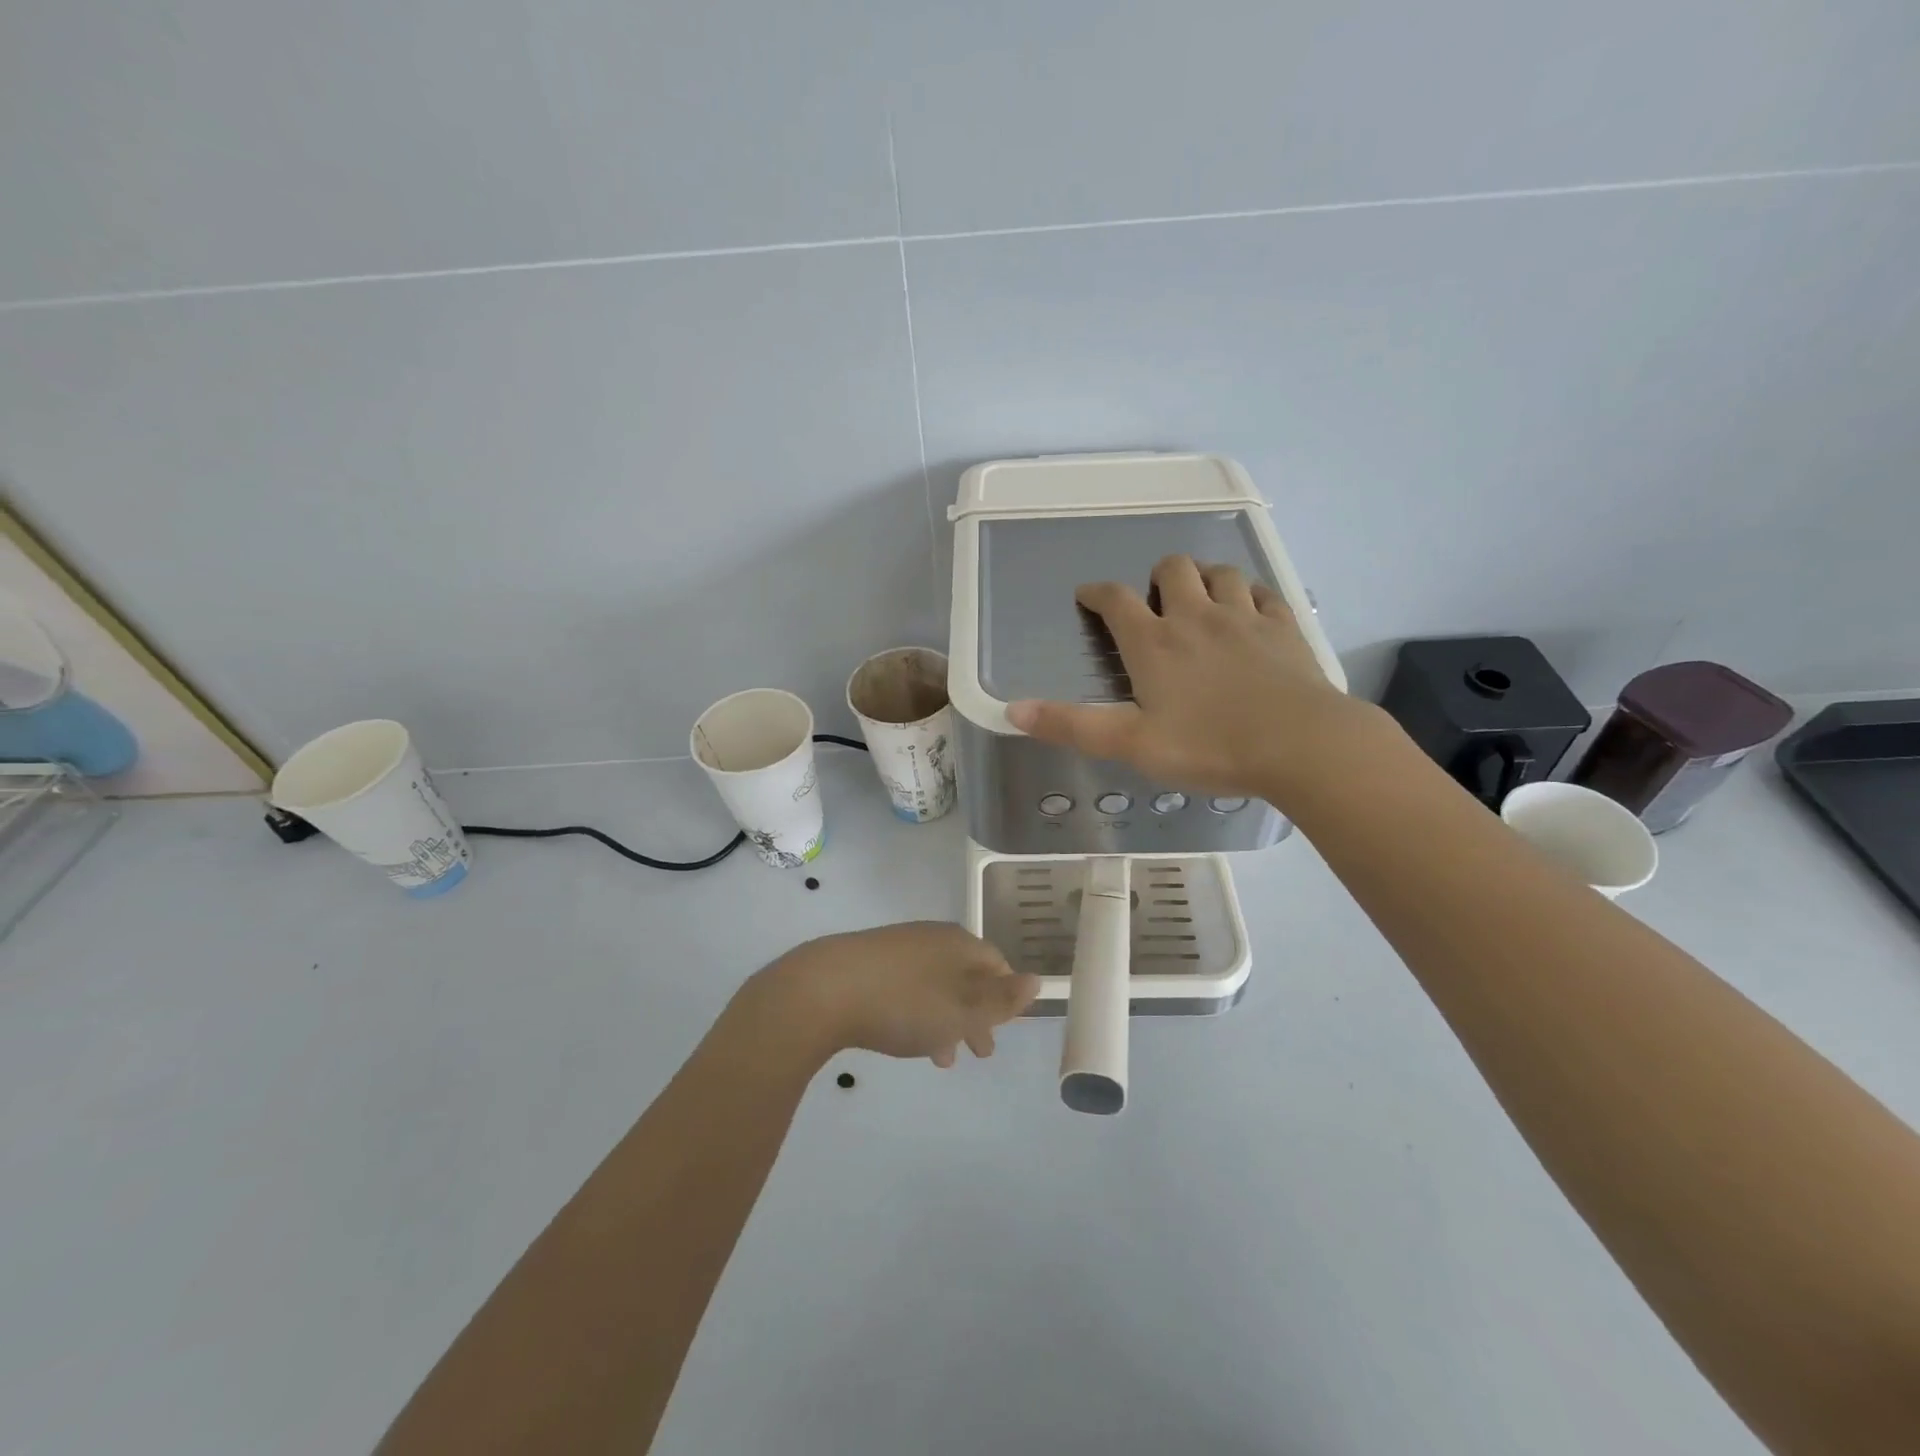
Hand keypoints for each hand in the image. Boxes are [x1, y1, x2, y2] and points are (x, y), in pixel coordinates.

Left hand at [750, 922, 1040, 1066]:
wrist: (824, 990)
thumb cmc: (904, 1004)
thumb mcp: (963, 1009)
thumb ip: (1002, 999)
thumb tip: (1036, 981)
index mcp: (959, 944)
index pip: (996, 964)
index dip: (1005, 996)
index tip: (1005, 1027)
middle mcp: (932, 937)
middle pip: (966, 975)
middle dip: (976, 1014)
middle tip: (980, 1052)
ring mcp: (897, 946)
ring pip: (935, 984)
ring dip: (946, 1019)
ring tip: (942, 1057)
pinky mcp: (867, 961)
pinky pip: (907, 987)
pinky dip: (917, 1013)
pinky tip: (904, 1037)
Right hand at [1006, 554, 1370, 801]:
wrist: (1301, 745)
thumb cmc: (1209, 746)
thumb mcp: (1131, 744)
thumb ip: (1071, 725)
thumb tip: (1012, 710)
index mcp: (1154, 643)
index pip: (1115, 601)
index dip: (1097, 593)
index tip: (1088, 595)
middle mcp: (1196, 617)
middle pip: (1173, 569)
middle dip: (1157, 576)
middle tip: (1154, 600)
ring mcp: (1245, 617)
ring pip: (1221, 573)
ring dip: (1205, 578)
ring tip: (1201, 599)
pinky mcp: (1285, 627)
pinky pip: (1264, 592)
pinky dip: (1250, 594)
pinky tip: (1250, 611)